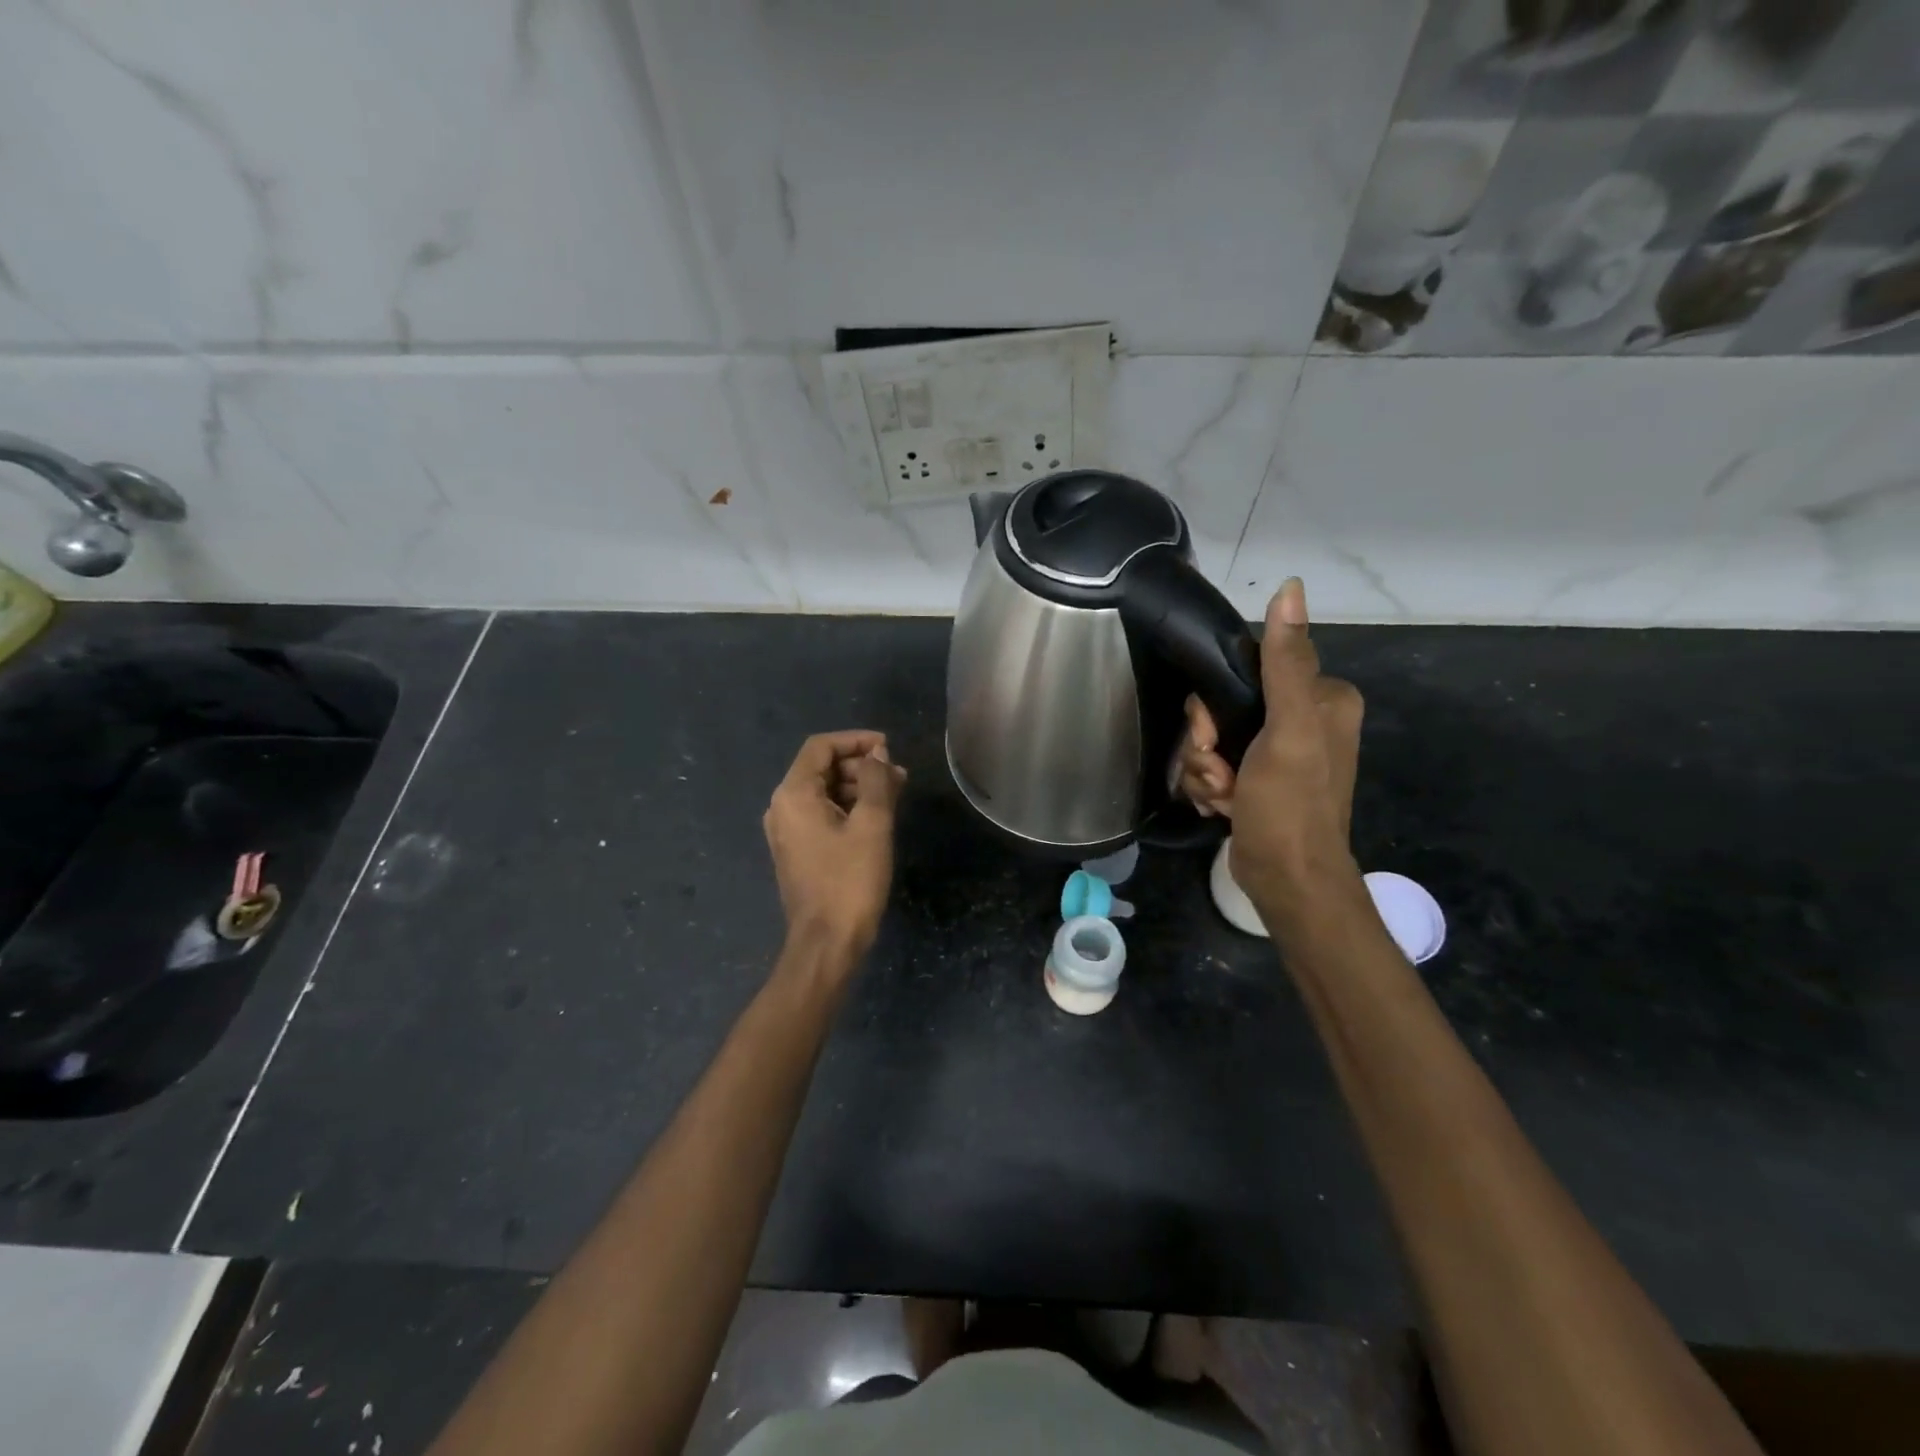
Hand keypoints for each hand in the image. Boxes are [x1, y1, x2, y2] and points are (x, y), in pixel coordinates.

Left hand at [763, 730, 906, 956]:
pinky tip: (877, 816)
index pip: (821, 747)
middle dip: (861, 766)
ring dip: (858, 787)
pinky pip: (822, 814)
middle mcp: (782, 807)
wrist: (827, 943)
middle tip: (899, 776)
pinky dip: (848, 808)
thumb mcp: (872, 825)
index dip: (856, 740)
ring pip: (823, 792)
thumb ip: (876, 781)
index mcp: (793, 795)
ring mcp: (787, 831)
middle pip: (821, 768)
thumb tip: (878, 755)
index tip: (889, 747)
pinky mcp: (797, 850)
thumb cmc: (850, 881)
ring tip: (895, 794)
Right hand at [1176, 580, 1363, 926]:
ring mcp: (1279, 753)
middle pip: (1224, 708)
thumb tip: (1292, 586)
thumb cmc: (1289, 804)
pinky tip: (1221, 807)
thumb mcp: (1288, 728)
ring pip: (1213, 739)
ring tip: (1223, 796)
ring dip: (1204, 770)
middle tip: (1219, 772)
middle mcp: (1304, 720)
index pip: (1247, 673)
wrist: (1286, 879)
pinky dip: (1210, 786)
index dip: (1215, 705)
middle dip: (1208, 745)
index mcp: (1323, 698)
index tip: (1213, 736)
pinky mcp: (1258, 780)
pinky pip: (1215, 765)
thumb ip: (1285, 662)